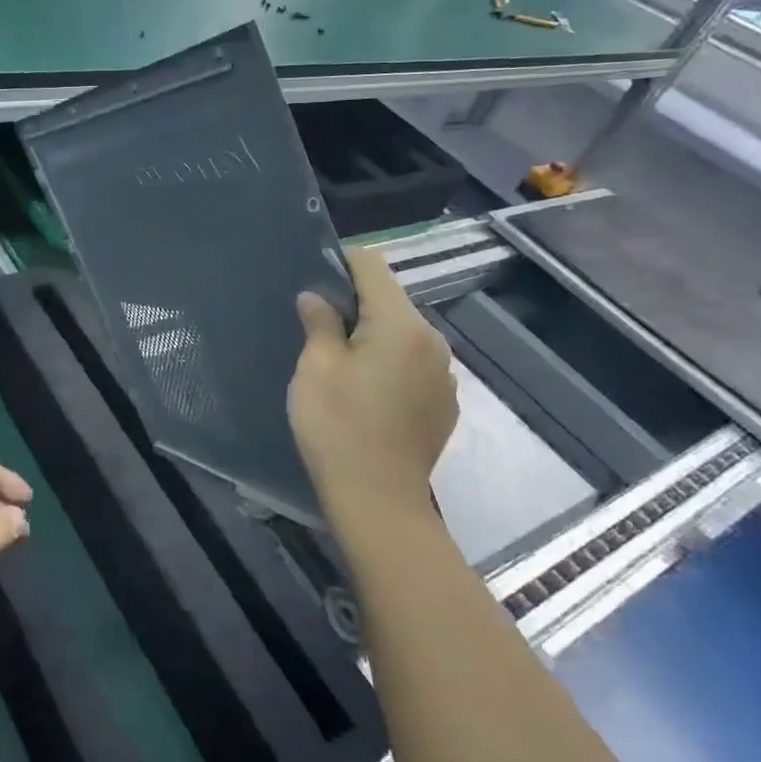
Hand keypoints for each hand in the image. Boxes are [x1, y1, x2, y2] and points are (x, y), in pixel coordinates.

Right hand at [288, 246, 457, 528]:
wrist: (378, 500)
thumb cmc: (338, 426)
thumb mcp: (315, 369)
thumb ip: (319, 323)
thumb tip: (316, 298)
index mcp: (400, 324)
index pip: (372, 266)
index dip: (341, 261)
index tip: (315, 276)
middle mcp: (432, 340)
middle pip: (391, 300)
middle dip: (356, 303)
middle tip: (318, 325)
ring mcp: (445, 374)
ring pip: (403, 334)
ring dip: (374, 336)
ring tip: (342, 362)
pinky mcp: (445, 403)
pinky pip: (415, 365)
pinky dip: (391, 364)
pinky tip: (368, 394)